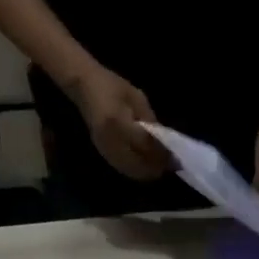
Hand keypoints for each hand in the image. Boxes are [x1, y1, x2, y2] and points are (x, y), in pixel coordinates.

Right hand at [67, 65, 167, 180]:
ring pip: (132, 171)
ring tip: (160, 166)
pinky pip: (124, 169)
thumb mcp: (137, 98)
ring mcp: (105, 149)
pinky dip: (137, 170)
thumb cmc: (112, 86)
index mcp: (118, 122)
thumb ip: (151, 122)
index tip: (175, 157)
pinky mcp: (103, 154)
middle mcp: (111, 140)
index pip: (145, 146)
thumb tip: (166, 145)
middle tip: (169, 165)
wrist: (84, 86)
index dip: (161, 154)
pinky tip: (146, 165)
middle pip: (139, 164)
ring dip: (147, 171)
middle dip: (156, 166)